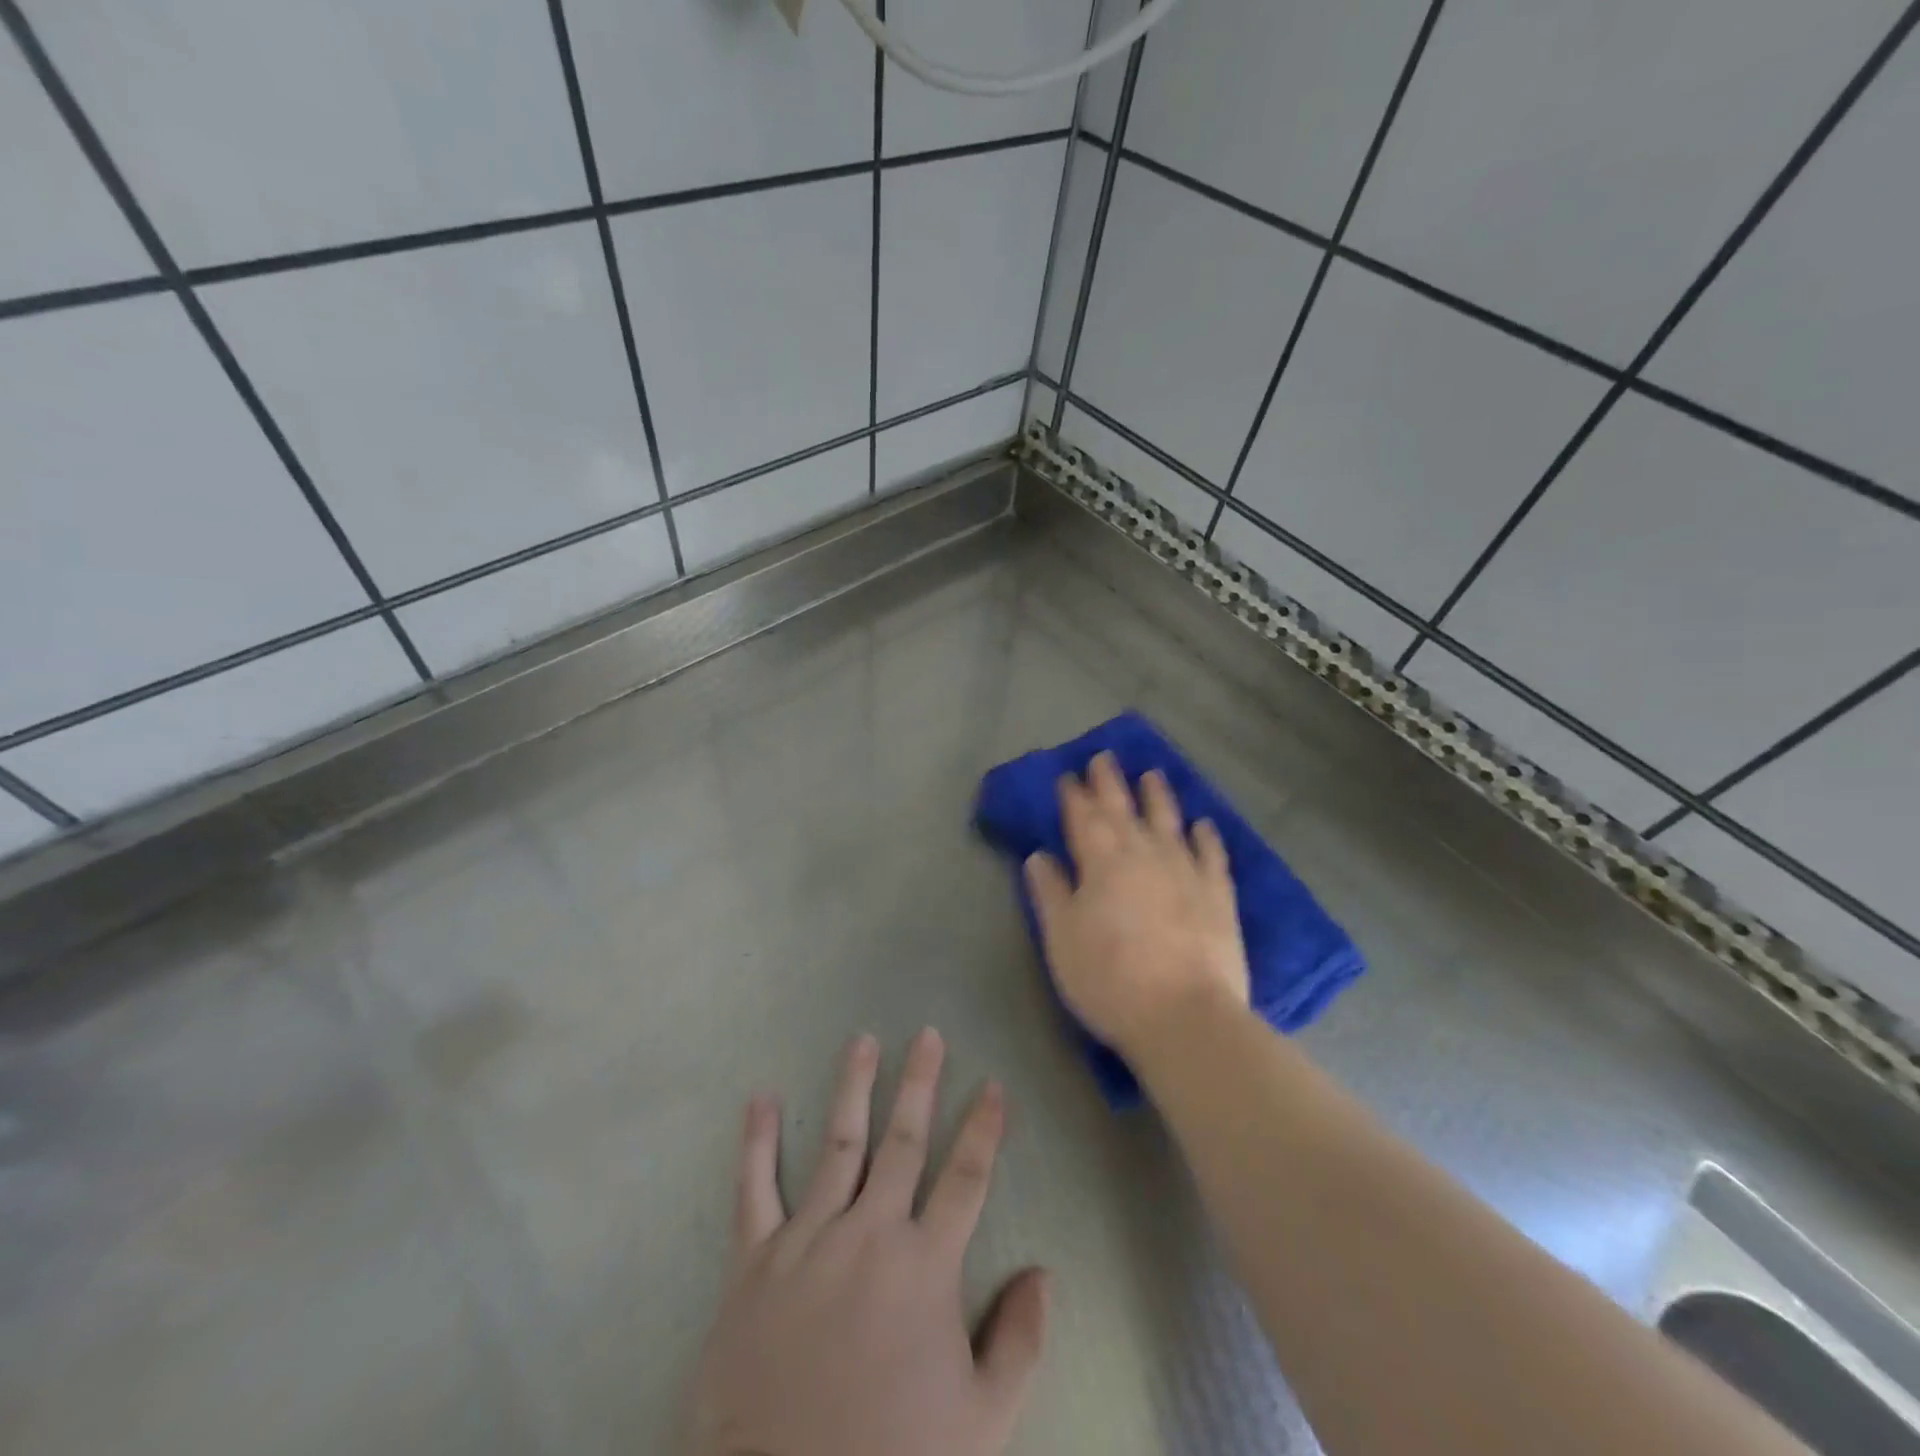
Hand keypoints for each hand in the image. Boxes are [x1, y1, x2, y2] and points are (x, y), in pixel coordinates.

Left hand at [682, 1029, 1049, 1455]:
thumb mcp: (981, 1423)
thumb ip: (1018, 1343)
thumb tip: (1043, 1273)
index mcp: (924, 1265)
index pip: (966, 1177)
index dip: (984, 1129)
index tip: (993, 1085)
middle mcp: (870, 1233)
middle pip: (904, 1142)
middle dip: (920, 1084)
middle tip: (928, 1035)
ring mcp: (809, 1239)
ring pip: (839, 1145)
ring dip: (853, 1088)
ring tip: (863, 1042)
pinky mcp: (756, 1260)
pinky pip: (755, 1189)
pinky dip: (757, 1143)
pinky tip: (761, 1101)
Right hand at [1023, 752, 1250, 1063]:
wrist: (1185, 1016)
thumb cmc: (1109, 979)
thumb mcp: (1061, 939)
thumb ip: (1050, 892)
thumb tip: (1039, 855)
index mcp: (1101, 863)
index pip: (1083, 818)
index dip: (1074, 795)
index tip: (1068, 775)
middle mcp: (1143, 854)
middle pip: (1123, 810)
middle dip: (1110, 783)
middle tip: (1104, 757)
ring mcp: (1185, 871)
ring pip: (1169, 821)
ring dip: (1158, 796)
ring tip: (1152, 774)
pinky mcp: (1217, 895)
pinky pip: (1212, 855)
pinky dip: (1206, 836)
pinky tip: (1202, 824)